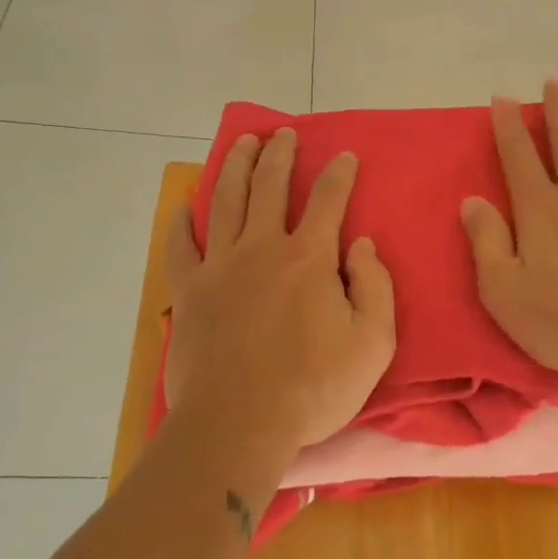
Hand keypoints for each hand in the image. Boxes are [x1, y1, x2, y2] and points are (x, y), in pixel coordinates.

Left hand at [164, 128, 395, 459]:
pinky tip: (184, 208)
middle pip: (269, 186)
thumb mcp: (373, 344)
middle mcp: (262, 248)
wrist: (238, 425)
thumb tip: (363, 246)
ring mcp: (220, 267)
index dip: (339, 173)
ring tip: (242, 143)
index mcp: (309, 258)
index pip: (328, 200)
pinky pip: (181, 247)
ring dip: (236, 167)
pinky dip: (182, 224)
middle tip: (283, 133)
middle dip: (279, 154)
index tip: (344, 155)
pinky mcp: (189, 292)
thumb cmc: (313, 389)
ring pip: (226, 201)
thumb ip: (376, 288)